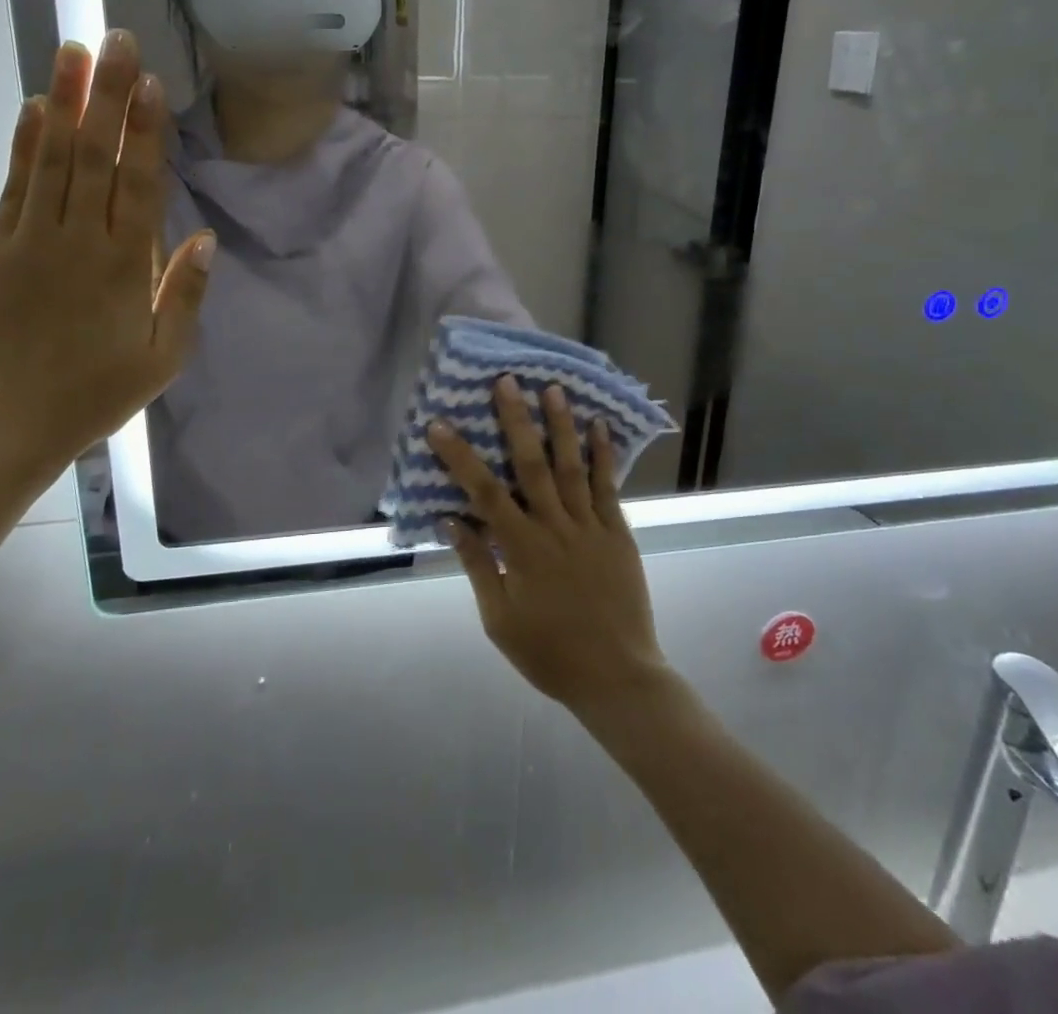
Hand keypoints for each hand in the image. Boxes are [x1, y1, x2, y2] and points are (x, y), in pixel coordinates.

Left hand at [0, 32, 213, 473]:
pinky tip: (33, 108)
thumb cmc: (96, 394)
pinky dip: (24, 144)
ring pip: (52, 159)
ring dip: (64, 102)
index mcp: (125, 267)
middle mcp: (79, 241)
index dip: (146, 131)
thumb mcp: (162, 358)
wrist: (5, 425)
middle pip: (96, 156)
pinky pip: (13, 187)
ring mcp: (30, 241)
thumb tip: (204, 238)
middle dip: (107, 95)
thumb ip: (183, 294)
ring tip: (72, 51)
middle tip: (114, 39)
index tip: (150, 82)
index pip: (139, 184)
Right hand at [429, 379, 671, 710]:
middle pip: (531, 464)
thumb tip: (451, 520)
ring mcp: (590, 526)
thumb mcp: (500, 619)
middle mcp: (554, 527)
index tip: (439, 424)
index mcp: (522, 548)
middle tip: (507, 381)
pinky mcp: (617, 533)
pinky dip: (603, 455)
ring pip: (572, 466)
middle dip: (516, 420)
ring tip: (553, 388)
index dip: (460, 456)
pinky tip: (599, 426)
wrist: (618, 677)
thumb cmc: (550, 653)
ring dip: (561, 425)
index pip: (483, 492)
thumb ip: (478, 565)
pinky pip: (607, 487)